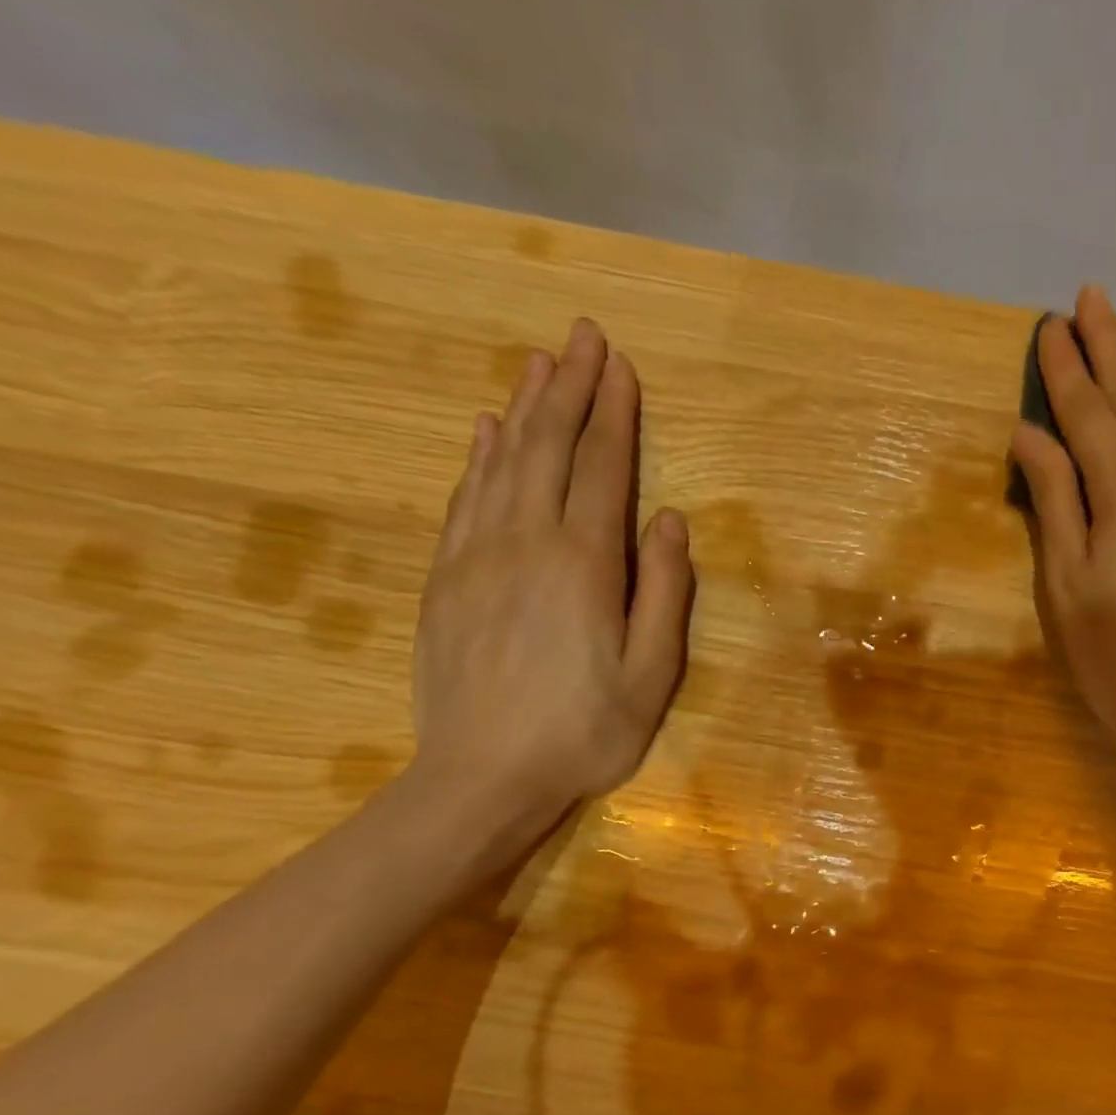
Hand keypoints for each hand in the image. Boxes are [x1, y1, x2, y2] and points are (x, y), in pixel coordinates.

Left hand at [411, 318, 691, 836]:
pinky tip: (488, 433)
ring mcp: (476, 557)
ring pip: (502, 463)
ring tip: (538, 363)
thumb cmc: (585, 732)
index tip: (621, 366)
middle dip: (568, 388)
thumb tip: (671, 521)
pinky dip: (480, 457)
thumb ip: (666, 593)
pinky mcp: (445, 579)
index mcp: (584, 565)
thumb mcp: (653, 675)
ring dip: (524, 408)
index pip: (602, 469)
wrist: (482, 778)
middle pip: (548, 448)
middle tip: (581, 336)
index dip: (614, 414)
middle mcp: (526, 543)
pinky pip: (464, 498)